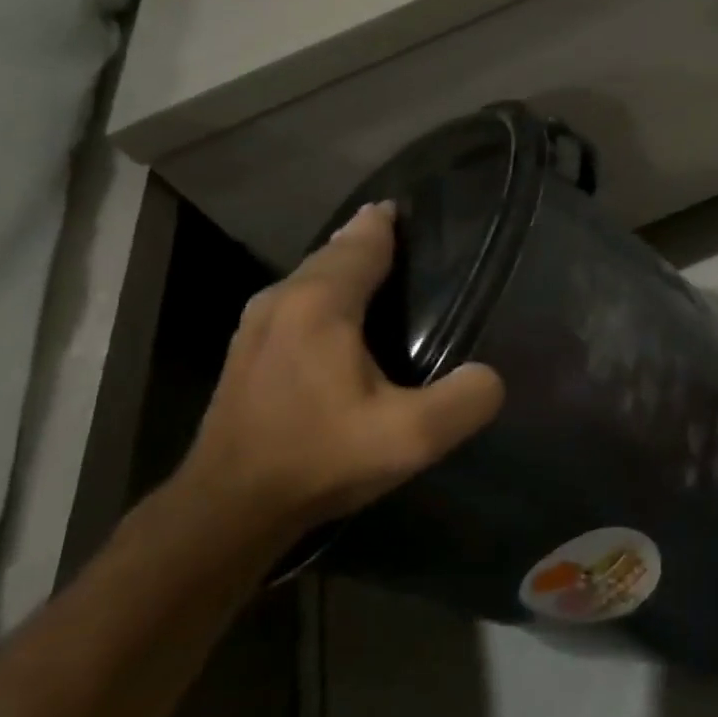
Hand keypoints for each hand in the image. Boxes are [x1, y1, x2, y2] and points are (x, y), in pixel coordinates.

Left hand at [177, 203, 504, 535]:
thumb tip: (490, 376)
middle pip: (333, 253)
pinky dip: (324, 294)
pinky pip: (295, 302)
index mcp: (321, 304)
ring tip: (380, 272)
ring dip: (343, 267)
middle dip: (368, 240)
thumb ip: (465, 400)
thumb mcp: (411, 438)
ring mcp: (256, 325)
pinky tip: (340, 320)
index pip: (362, 241)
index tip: (412, 208)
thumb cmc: (320, 459)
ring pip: (310, 277)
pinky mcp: (246, 353)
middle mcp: (282, 299)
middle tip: (408, 239)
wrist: (227, 508)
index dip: (388, 222)